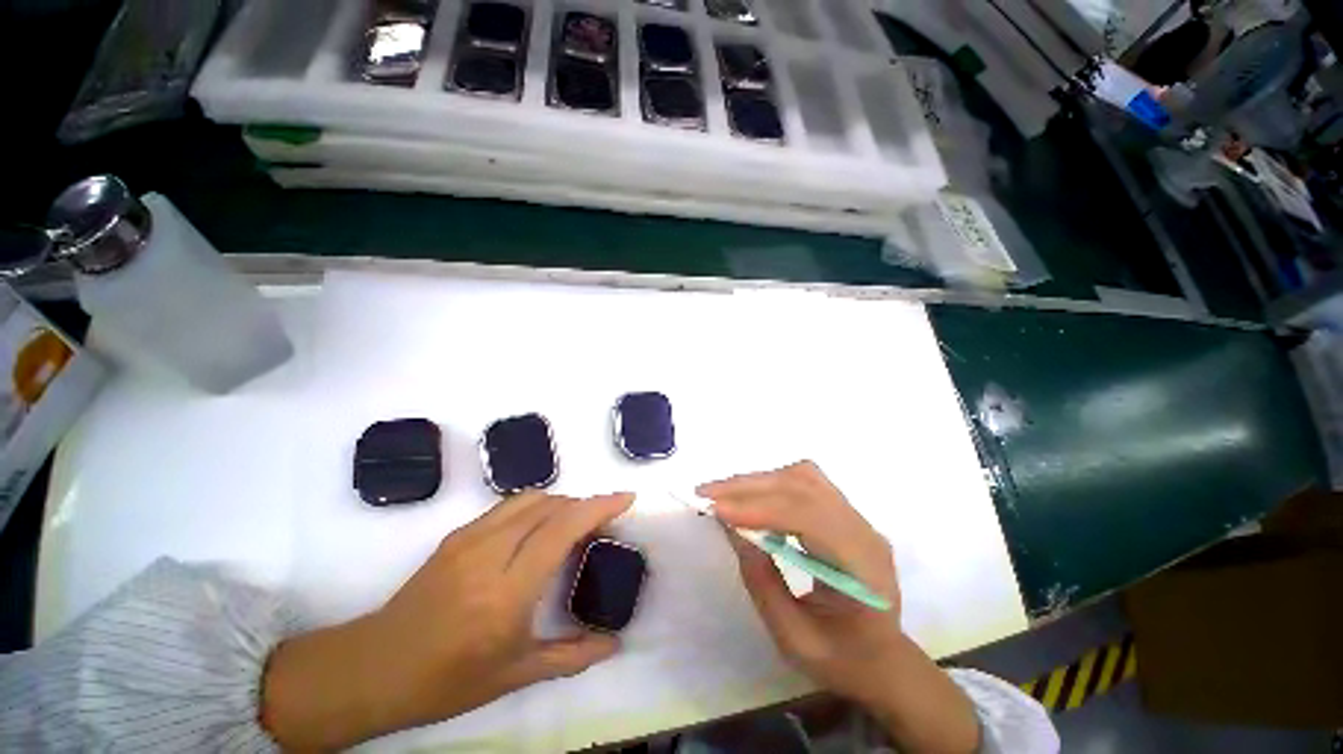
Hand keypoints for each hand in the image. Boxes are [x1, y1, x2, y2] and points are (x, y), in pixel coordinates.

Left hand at [261, 491, 633, 749]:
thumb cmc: (447, 680)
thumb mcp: (515, 675)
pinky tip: (539, 528)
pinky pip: (509, 506)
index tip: (626, 498)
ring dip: (562, 502)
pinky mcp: (457, 534)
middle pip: (552, 505)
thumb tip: (615, 644)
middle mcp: (491, 553)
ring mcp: (470, 538)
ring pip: (531, 498)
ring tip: (575, 522)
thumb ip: (572, 656)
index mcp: (508, 590)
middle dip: (585, 504)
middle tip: (604, 522)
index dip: (600, 506)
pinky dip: (536, 506)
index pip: (564, 528)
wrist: (375, 668)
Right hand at [699, 462, 978, 753]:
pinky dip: (772, 483)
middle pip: (803, 487)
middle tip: (705, 493)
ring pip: (803, 477)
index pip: (807, 517)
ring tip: (722, 493)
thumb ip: (762, 581)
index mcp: (862, 567)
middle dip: (749, 487)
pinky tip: (751, 497)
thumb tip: (730, 527)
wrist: (884, 659)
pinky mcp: (843, 512)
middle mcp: (863, 530)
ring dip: (758, 480)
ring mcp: (857, 517)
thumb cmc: (842, 659)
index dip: (759, 509)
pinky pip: (805, 483)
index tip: (716, 510)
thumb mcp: (795, 638)